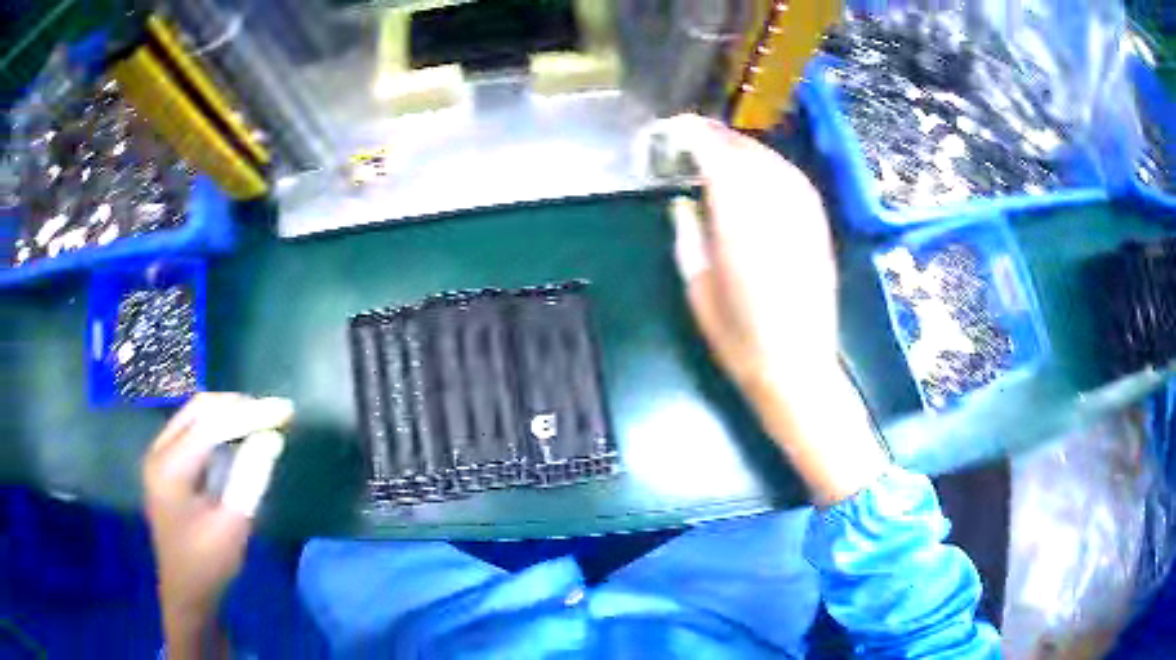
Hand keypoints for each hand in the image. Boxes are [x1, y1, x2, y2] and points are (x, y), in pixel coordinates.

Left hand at [143, 393, 292, 655]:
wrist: (185, 591)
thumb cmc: (208, 565)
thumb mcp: (233, 526)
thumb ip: (249, 478)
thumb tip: (272, 437)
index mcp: (169, 468)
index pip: (210, 425)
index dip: (249, 414)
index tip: (284, 409)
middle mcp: (159, 451)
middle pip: (199, 410)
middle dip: (237, 407)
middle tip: (274, 413)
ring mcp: (159, 455)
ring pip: (195, 415)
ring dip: (228, 415)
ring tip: (261, 422)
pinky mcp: (166, 462)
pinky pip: (193, 430)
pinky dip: (218, 428)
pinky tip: (239, 438)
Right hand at [666, 115, 887, 503]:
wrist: (799, 370)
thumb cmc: (740, 340)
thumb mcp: (698, 290)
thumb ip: (689, 236)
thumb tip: (684, 203)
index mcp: (740, 225)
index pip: (717, 157)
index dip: (693, 136)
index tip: (672, 131)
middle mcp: (775, 209)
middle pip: (745, 152)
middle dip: (715, 139)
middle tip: (690, 140)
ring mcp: (803, 216)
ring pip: (771, 160)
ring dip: (741, 149)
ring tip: (719, 152)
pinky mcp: (819, 226)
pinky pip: (793, 178)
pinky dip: (769, 166)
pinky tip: (757, 172)